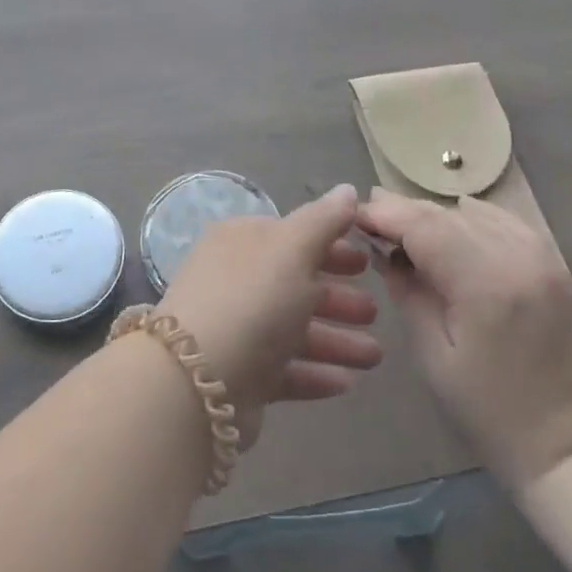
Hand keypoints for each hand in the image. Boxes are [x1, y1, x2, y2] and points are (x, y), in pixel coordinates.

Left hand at [154, 184, 382, 449]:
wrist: (196, 381)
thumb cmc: (251, 300)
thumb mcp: (292, 249)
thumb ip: (323, 220)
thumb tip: (348, 189)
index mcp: (242, 243)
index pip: (292, 238)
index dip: (331, 247)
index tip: (367, 261)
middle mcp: (236, 282)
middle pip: (294, 286)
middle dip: (337, 298)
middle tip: (375, 311)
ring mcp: (236, 330)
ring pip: (294, 331)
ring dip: (336, 341)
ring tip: (375, 357)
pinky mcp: (240, 376)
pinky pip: (285, 370)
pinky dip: (315, 374)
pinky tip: (348, 383)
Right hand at [360, 191, 571, 487]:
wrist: (569, 444)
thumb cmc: (490, 411)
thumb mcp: (433, 355)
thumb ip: (408, 292)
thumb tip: (386, 252)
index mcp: (485, 283)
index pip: (424, 226)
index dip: (386, 213)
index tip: (355, 215)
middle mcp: (518, 256)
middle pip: (448, 214)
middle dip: (405, 212)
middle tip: (370, 218)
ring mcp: (544, 257)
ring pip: (476, 213)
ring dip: (437, 216)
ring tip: (406, 229)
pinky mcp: (556, 265)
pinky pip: (505, 223)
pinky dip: (472, 220)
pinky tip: (453, 231)